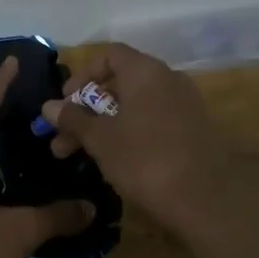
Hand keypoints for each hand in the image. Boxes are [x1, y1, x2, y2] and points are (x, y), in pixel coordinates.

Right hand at [41, 43, 226, 236]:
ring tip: (78, 157)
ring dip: (103, 127)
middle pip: (119, 84)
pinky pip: (152, 123)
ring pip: (134, 108)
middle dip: (86, 111)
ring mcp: (184, 106)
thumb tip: (49, 106)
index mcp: (145, 71)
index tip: (65, 102)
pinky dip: (129, 135)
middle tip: (61, 139)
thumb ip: (73, 119)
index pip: (109, 56)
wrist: (209, 201)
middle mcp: (167, 80)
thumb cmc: (146, 159)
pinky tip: (113, 163)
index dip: (82, 75)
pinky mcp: (193, 132)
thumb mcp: (101, 139)